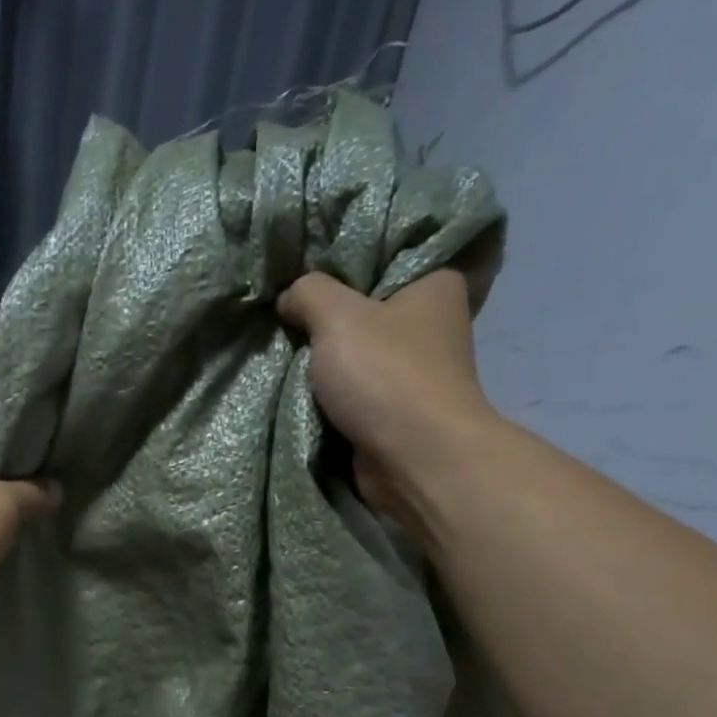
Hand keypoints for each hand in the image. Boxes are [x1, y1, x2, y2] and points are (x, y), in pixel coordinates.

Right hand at [277, 269, 495, 518]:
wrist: (414, 459)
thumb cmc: (386, 375)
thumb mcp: (337, 316)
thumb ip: (308, 292)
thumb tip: (289, 297)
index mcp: (435, 285)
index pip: (384, 257)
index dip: (340, 262)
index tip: (301, 268)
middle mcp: (431, 324)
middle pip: (363, 307)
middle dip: (323, 314)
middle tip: (282, 308)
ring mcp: (413, 371)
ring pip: (354, 352)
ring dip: (321, 357)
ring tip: (281, 343)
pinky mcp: (395, 408)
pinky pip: (351, 389)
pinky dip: (327, 390)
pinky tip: (295, 382)